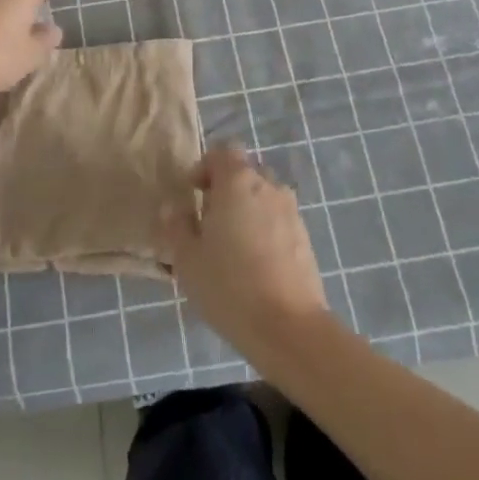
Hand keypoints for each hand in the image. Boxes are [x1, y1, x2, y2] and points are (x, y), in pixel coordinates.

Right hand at [160, 146, 329, 359]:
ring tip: (232, 244)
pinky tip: (254, 263)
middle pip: (244, 172)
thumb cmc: (229, 286)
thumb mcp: (187, 259)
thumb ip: (177, 226)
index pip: (222, 152)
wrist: (289, 327)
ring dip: (246, 208)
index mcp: (237, 182)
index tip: (192, 194)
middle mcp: (268, 186)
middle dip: (225, 188)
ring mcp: (291, 211)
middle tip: (208, 221)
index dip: (205, 167)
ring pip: (263, 196)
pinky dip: (264, 229)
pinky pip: (278, 219)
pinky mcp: (305, 237)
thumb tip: (173, 207)